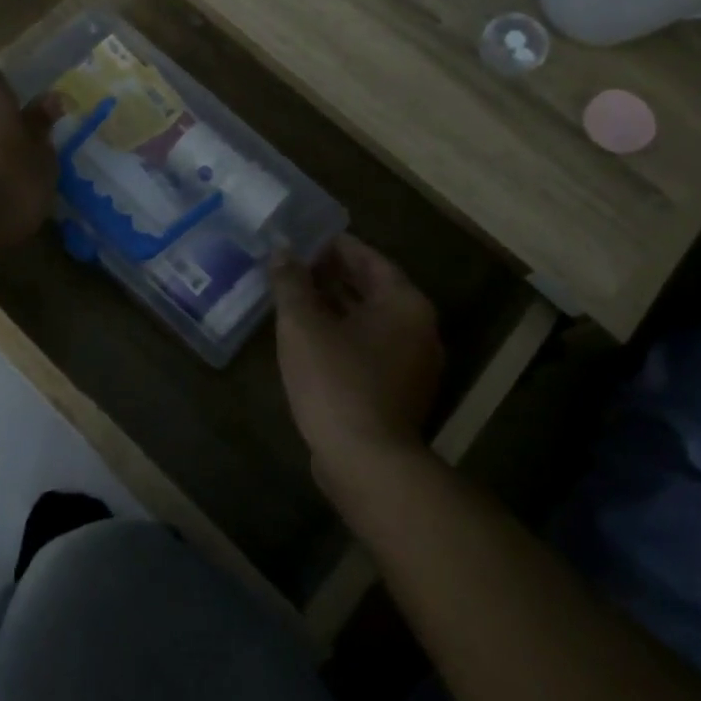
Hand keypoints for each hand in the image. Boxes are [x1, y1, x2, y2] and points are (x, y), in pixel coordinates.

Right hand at [272, 235, 443, 491]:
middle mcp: (418, 329)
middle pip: (374, 289)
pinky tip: (310, 336)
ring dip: (336, 305)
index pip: (370, 259)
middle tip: (296, 263)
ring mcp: (413, 364)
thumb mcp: (303, 324)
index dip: (336, 246)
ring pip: (371, 320)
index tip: (306, 238)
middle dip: (334, 274)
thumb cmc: (336, 381)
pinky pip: (370, 347)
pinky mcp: (399, 392)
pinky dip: (344, 334)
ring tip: (297, 294)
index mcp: (404, 304)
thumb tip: (281, 252)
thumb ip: (291, 282)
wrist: (365, 462)